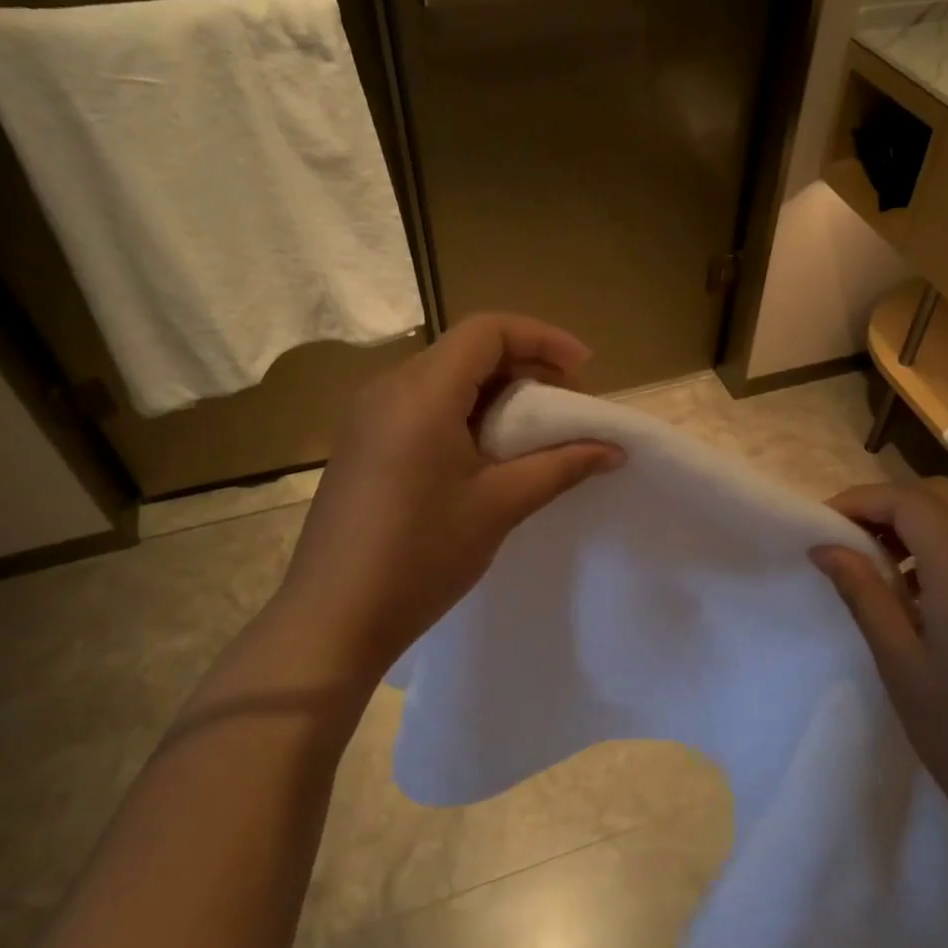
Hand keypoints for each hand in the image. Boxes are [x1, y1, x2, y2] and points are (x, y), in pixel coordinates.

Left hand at [266, 313, 619, 694]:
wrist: (334, 616)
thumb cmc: (422, 556)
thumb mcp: (500, 506)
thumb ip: (561, 466)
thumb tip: (613, 449)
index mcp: (422, 393)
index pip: (487, 331)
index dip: (543, 339)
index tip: (585, 372)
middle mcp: (389, 389)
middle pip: (466, 350)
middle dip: (525, 366)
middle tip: (568, 406)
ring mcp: (368, 416)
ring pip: (444, 378)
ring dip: (496, 392)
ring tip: (535, 431)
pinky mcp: (362, 443)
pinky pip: (421, 406)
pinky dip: (464, 413)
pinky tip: (486, 454)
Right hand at [811, 478, 947, 835]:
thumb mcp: (897, 661)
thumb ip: (862, 592)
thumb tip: (825, 546)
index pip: (910, 502)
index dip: (861, 501)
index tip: (824, 524)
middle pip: (941, 496)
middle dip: (888, 503)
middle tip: (848, 538)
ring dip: (917, 521)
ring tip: (879, 561)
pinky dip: (945, 544)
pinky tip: (921, 588)